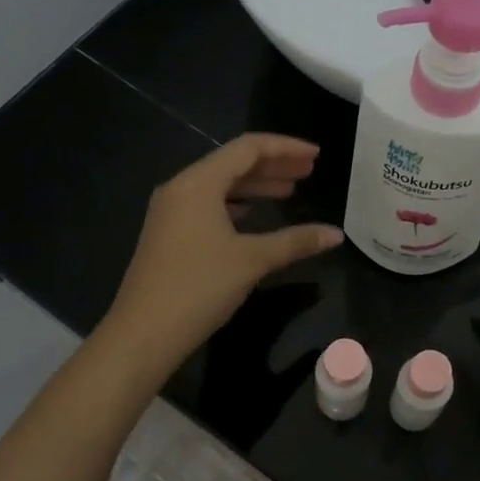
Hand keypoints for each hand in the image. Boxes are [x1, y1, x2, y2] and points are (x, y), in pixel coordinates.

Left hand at [104, 134, 342, 369]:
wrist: (143, 332)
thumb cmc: (199, 286)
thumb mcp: (253, 260)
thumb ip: (296, 241)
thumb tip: (336, 234)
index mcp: (198, 183)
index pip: (248, 148)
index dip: (285, 148)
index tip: (316, 156)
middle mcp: (181, 188)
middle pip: (233, 164)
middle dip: (274, 166)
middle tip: (309, 172)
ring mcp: (172, 212)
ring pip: (220, 186)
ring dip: (256, 186)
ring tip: (290, 192)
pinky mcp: (169, 234)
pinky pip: (209, 205)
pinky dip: (237, 205)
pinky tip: (254, 216)